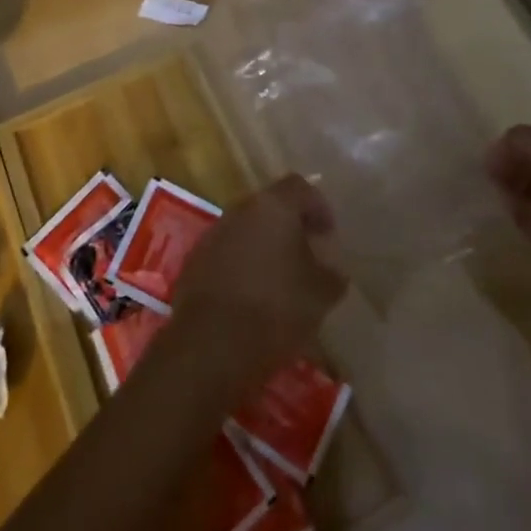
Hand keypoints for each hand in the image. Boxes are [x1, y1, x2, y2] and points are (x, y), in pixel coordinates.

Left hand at [169, 175, 346, 391]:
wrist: (211, 343)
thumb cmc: (275, 309)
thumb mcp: (319, 296)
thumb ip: (331, 274)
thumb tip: (333, 268)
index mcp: (274, 206)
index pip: (300, 187)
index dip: (318, 207)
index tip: (328, 235)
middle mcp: (241, 208)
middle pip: (271, 205)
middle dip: (291, 227)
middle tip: (308, 256)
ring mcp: (215, 232)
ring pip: (248, 228)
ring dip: (266, 245)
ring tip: (282, 279)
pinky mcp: (197, 258)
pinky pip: (228, 251)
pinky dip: (244, 264)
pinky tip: (253, 295)